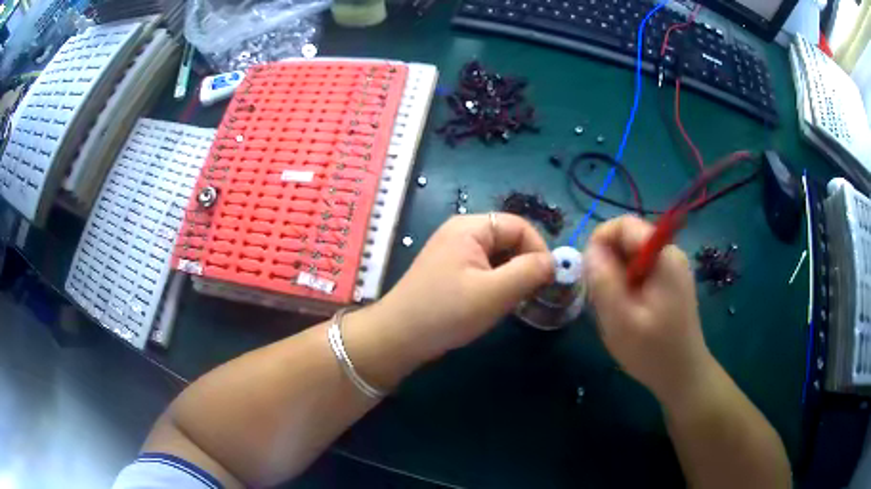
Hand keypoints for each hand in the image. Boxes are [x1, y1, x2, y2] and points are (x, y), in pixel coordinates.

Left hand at [372, 213, 553, 362]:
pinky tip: (498, 303)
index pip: (519, 226)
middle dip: (526, 264)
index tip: (549, 280)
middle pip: (508, 239)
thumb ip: (529, 272)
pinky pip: (484, 269)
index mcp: (470, 228)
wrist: (398, 337)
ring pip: (497, 256)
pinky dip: (497, 282)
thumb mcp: (495, 292)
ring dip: (513, 275)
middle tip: (535, 293)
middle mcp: (461, 232)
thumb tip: (553, 262)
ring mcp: (453, 252)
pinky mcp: (449, 272)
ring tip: (518, 300)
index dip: (539, 249)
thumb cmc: (447, 312)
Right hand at [584, 215, 712, 401]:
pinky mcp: (669, 284)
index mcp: (663, 256)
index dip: (600, 240)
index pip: (624, 225)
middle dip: (608, 264)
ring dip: (615, 279)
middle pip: (628, 240)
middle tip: (601, 299)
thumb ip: (603, 278)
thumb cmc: (652, 351)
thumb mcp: (620, 318)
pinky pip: (640, 273)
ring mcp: (671, 269)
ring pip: (631, 258)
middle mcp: (669, 255)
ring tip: (614, 311)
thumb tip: (591, 249)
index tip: (589, 272)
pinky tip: (626, 313)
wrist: (682, 376)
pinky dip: (626, 287)